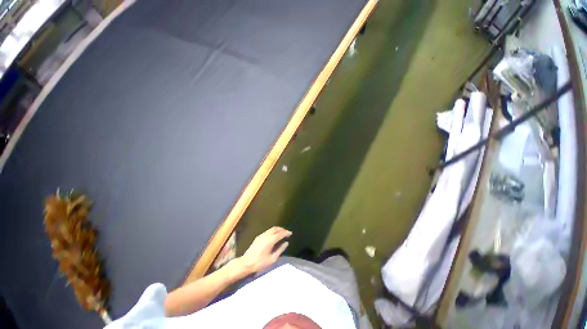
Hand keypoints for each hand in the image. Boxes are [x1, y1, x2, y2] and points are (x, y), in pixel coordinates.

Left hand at [238, 227, 291, 274]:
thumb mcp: (272, 259)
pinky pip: (268, 231)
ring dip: (278, 229)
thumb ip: (280, 250)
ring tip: (282, 233)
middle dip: (282, 230)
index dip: (286, 233)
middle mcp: (266, 235)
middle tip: (287, 233)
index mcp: (270, 240)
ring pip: (271, 229)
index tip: (291, 234)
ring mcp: (261, 235)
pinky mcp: (258, 237)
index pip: (280, 233)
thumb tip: (286, 243)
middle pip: (276, 229)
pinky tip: (274, 236)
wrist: (246, 263)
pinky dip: (273, 231)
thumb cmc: (260, 263)